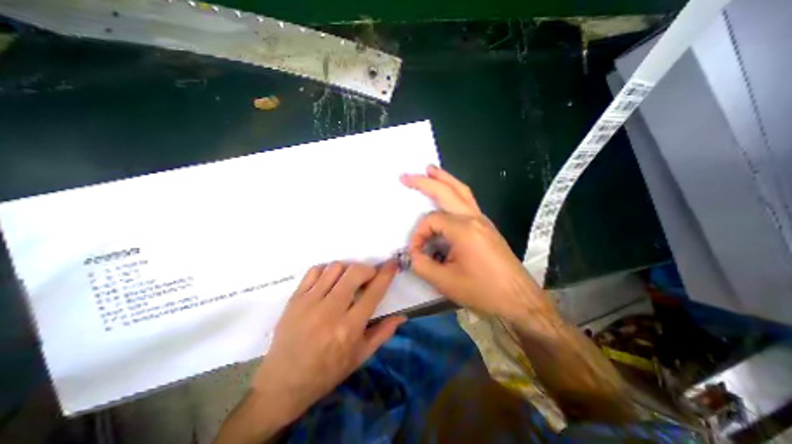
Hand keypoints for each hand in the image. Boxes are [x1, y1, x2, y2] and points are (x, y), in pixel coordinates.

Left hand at [249, 263, 406, 425]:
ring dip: (347, 270)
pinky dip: (326, 271)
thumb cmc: (327, 372)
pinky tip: (328, 282)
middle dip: (367, 269)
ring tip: (347, 281)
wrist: (283, 383)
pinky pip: (314, 271)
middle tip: (368, 277)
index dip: (386, 274)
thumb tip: (402, 316)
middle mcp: (331, 311)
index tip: (392, 264)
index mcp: (349, 328)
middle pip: (355, 272)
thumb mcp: (360, 357)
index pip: (374, 292)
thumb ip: (383, 333)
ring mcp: (310, 302)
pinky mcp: (295, 299)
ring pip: (335, 268)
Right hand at [400, 166, 552, 322]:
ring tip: (430, 170)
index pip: (431, 221)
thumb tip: (413, 254)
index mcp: (464, 229)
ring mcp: (483, 220)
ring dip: (444, 178)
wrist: (518, 298)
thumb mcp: (445, 282)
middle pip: (447, 190)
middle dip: (425, 181)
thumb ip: (422, 265)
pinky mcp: (486, 225)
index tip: (417, 253)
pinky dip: (455, 191)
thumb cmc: (483, 291)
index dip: (419, 235)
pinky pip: (468, 201)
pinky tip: (448, 193)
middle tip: (407, 176)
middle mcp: (474, 218)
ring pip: (461, 190)